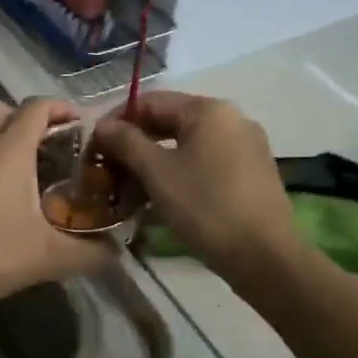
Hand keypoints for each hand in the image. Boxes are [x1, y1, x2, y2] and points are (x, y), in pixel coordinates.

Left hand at [0, 99, 115, 306]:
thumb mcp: (46, 258)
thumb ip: (89, 255)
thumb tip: (118, 255)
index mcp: (9, 151)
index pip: (37, 107)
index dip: (63, 108)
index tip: (85, 126)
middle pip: (4, 109)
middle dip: (31, 119)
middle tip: (55, 147)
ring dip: (8, 142)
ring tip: (34, 177)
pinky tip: (4, 203)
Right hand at [92, 92, 299, 282]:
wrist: (264, 256)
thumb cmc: (205, 207)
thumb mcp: (157, 173)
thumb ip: (127, 142)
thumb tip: (103, 125)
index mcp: (209, 110)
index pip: (150, 101)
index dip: (117, 120)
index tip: (93, 146)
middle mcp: (231, 119)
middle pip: (170, 121)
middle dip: (135, 144)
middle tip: (108, 170)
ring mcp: (246, 146)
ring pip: (187, 145)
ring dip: (154, 162)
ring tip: (129, 189)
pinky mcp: (252, 173)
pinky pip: (206, 162)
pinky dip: (179, 173)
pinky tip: (162, 198)